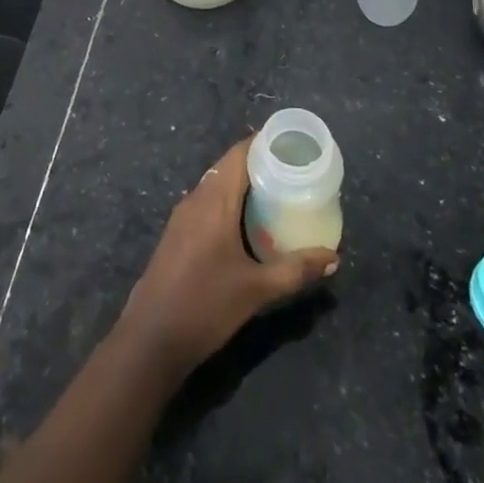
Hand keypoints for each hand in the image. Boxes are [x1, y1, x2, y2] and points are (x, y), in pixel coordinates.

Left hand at [115, 138, 338, 378]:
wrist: (150, 339)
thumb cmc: (206, 305)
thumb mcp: (257, 290)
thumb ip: (296, 271)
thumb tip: (333, 257)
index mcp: (215, 199)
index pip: (240, 153)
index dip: (264, 143)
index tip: (292, 144)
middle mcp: (196, 197)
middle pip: (229, 165)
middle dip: (259, 164)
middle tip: (292, 171)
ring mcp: (183, 215)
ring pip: (217, 184)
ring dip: (243, 184)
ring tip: (276, 193)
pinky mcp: (177, 233)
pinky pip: (207, 202)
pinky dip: (229, 201)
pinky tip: (246, 223)